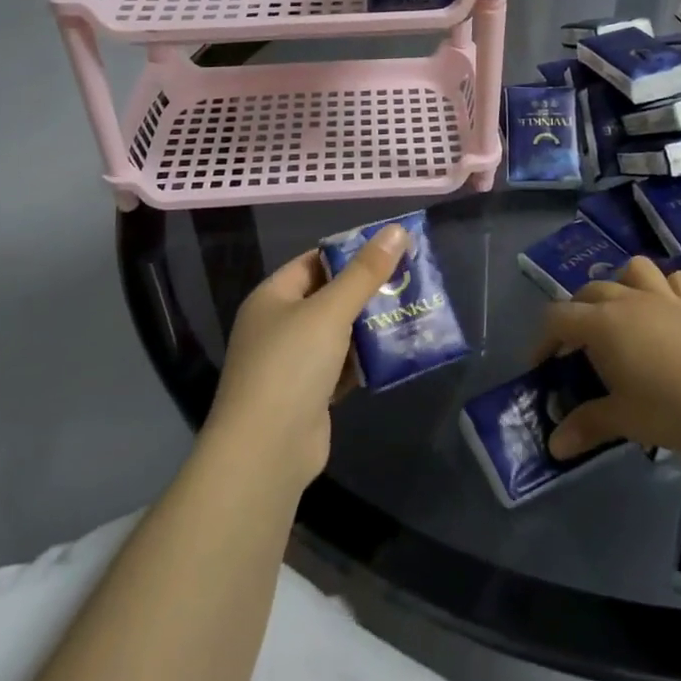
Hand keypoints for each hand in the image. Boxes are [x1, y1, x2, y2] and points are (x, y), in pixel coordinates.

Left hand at [205, 224, 408, 489]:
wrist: (266, 451)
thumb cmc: (291, 366)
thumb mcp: (330, 311)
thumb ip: (365, 272)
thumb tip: (396, 230)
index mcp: (273, 297)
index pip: (315, 261)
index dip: (351, 252)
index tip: (393, 248)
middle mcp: (278, 325)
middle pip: (329, 297)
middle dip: (368, 291)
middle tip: (413, 280)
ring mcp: (292, 363)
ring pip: (339, 334)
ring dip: (371, 327)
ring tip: (414, 311)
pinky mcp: (309, 394)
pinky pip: (342, 366)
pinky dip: (366, 360)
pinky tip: (398, 353)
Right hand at [540, 257, 680, 470]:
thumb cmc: (673, 406)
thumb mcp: (624, 420)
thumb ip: (586, 426)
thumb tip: (554, 446)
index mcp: (601, 324)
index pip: (556, 318)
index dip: (542, 341)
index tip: (543, 368)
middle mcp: (627, 300)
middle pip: (588, 292)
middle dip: (574, 316)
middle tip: (577, 351)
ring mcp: (664, 298)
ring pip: (631, 270)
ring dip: (618, 285)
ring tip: (619, 317)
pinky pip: (676, 280)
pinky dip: (665, 287)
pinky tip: (665, 310)